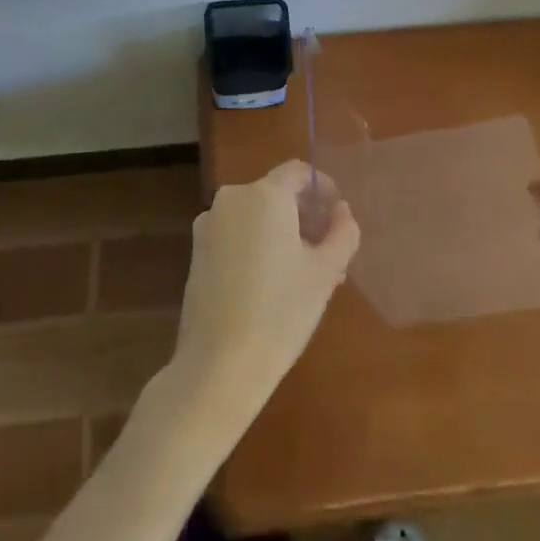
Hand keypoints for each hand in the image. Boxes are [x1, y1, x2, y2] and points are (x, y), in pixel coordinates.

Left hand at [169, 160, 359, 422]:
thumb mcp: (325, 272)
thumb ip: (343, 232)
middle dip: (305, 217)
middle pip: (277, 195)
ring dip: (283, 234)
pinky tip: (272, 286)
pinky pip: (236, 235)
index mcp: (264, 194)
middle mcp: (233, 198)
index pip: (298, 172)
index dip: (323, 187)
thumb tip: (342, 211)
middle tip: (328, 253)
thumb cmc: (280, 313)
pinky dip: (257, 246)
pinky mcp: (196, 252)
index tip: (338, 215)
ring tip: (305, 275)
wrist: (217, 368)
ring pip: (256, 217)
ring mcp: (209, 225)